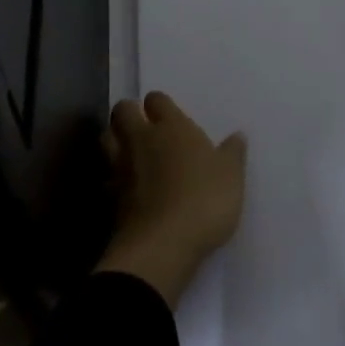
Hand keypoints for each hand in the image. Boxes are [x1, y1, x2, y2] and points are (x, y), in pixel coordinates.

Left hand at [96, 91, 246, 306]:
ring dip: (114, 139)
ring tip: (129, 150)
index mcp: (172, 127)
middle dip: (128, 113)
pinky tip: (125, 186)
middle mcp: (143, 139)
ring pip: (107, 138)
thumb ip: (232, 154)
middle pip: (122, 111)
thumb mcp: (231, 177)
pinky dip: (113, 176)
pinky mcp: (112, 198)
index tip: (167, 114)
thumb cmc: (203, 201)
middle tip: (141, 125)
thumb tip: (238, 135)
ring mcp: (123, 168)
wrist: (162, 246)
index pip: (157, 99)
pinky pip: (107, 175)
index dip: (159, 104)